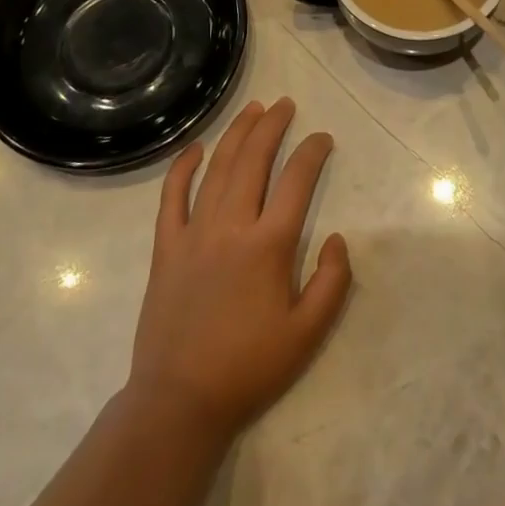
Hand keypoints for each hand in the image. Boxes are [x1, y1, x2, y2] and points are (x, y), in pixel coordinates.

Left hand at [127, 98, 350, 445]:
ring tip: (253, 109)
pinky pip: (172, 197)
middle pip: (253, 160)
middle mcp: (231, 226)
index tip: (322, 137)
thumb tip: (338, 237)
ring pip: (217, 168)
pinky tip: (195, 148)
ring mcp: (194, 233)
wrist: (180, 401)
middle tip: (285, 104)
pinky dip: (183, 167)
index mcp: (268, 245)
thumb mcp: (308, 334)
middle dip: (272, 125)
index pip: (296, 180)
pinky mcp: (166, 247)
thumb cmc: (249, 367)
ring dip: (236, 134)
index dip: (312, 152)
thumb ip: (332, 282)